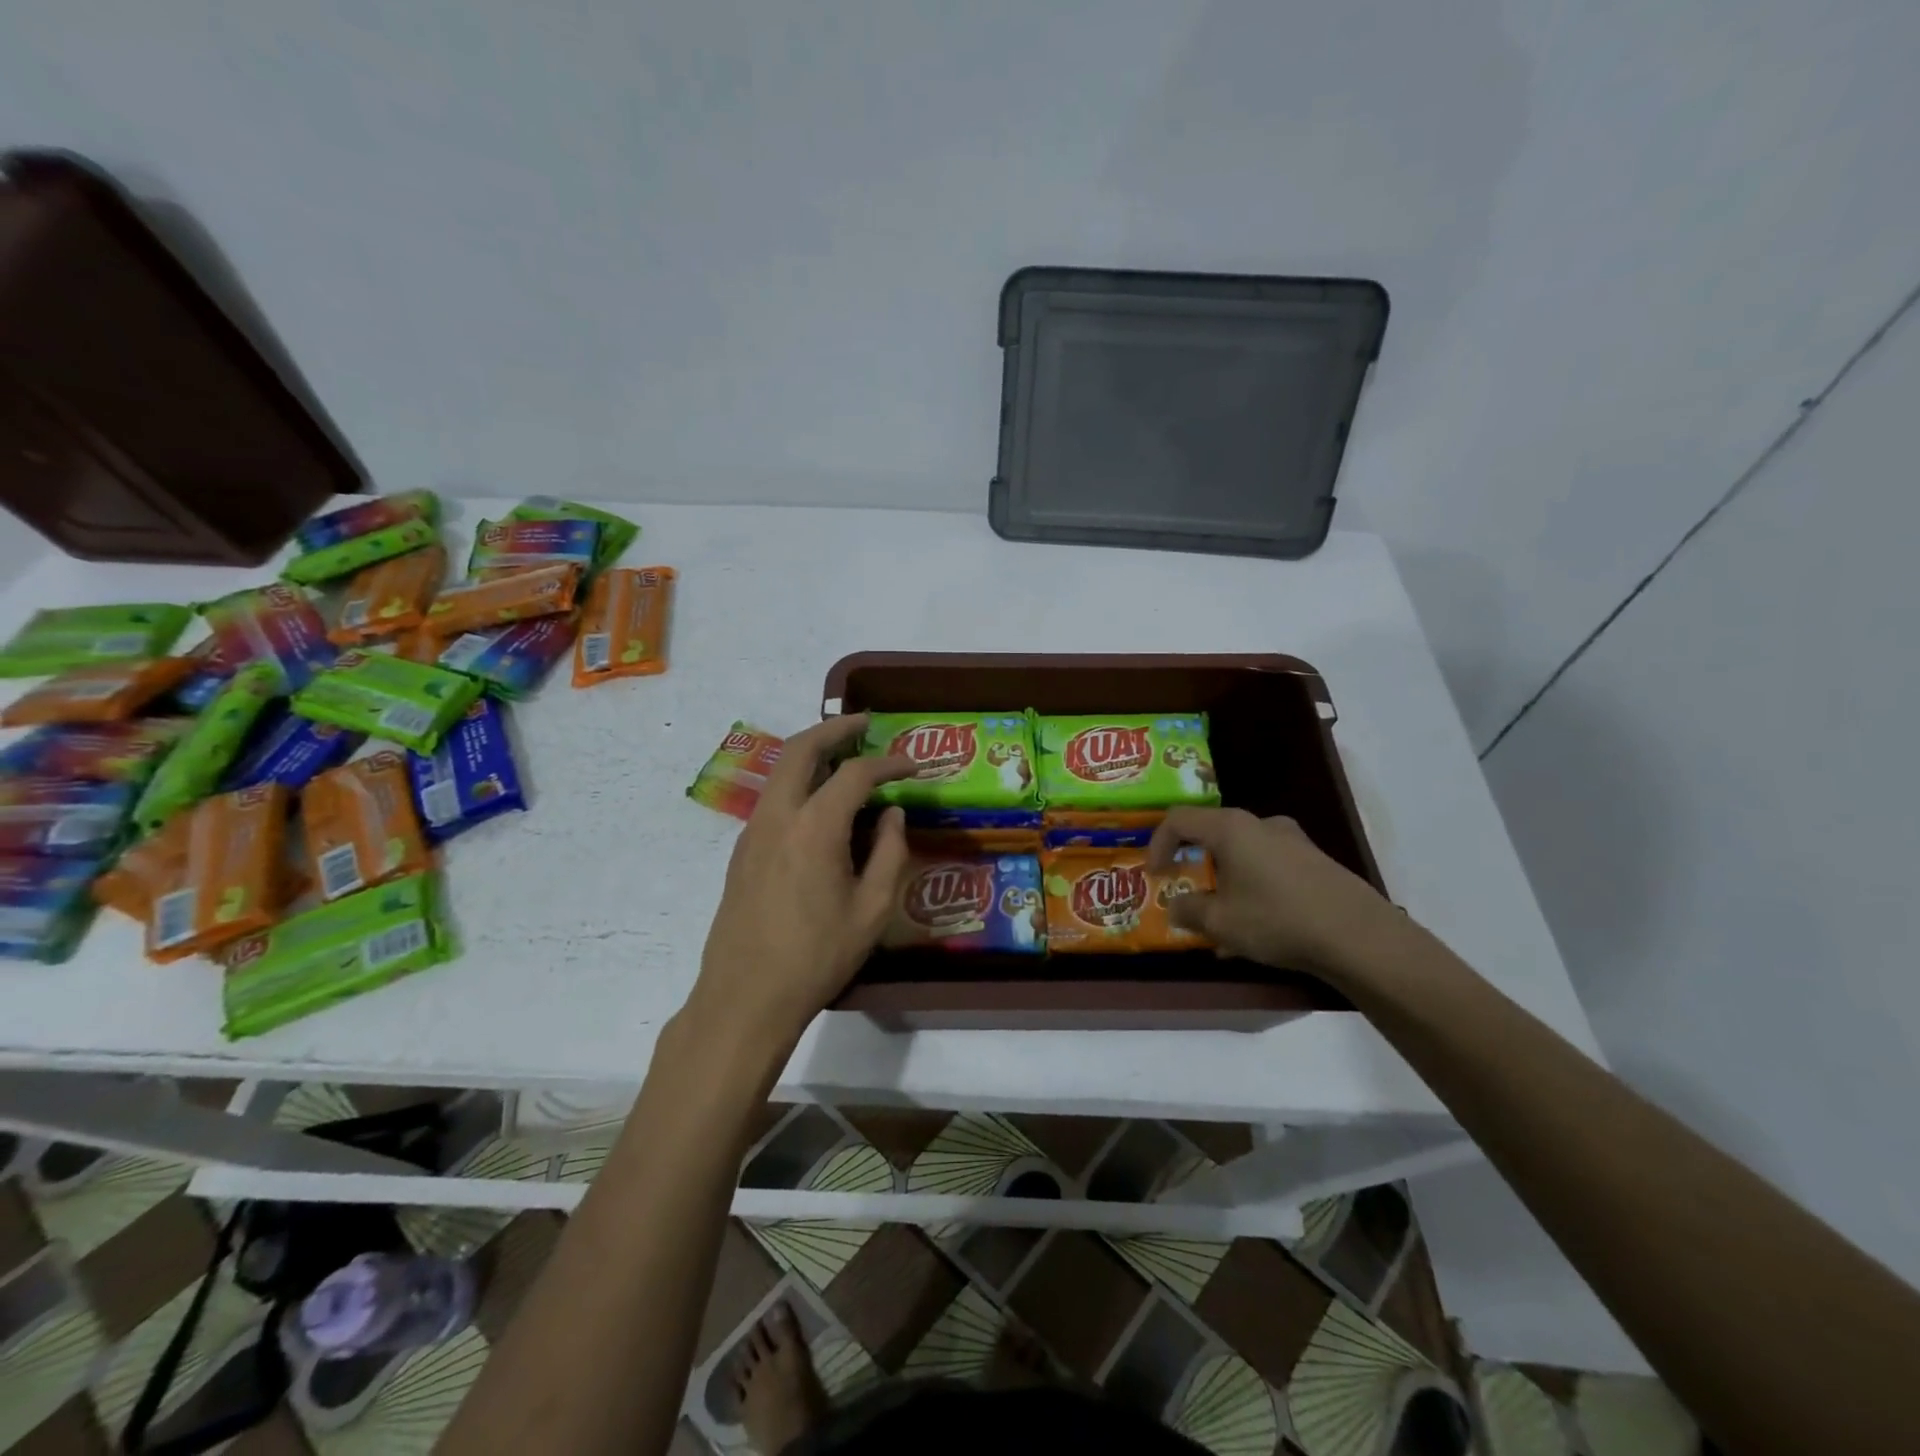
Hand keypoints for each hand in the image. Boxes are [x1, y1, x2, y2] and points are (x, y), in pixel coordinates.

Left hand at [687, 714, 913, 1057]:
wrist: (745, 998)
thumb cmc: (817, 956)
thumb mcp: (872, 909)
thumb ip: (890, 852)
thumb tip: (892, 813)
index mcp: (814, 826)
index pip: (856, 773)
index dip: (889, 763)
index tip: (913, 764)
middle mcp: (778, 815)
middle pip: (801, 749)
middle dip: (834, 729)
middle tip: (864, 724)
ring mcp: (753, 831)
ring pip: (780, 770)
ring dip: (812, 752)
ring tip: (844, 755)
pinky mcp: (742, 851)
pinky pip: (774, 798)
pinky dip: (798, 781)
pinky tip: (820, 803)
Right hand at [1147, 808, 1397, 975]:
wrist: (1359, 936)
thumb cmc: (1276, 919)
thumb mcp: (1220, 922)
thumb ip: (1188, 911)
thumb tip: (1175, 907)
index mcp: (1231, 828)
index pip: (1179, 820)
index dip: (1157, 844)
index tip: (1154, 876)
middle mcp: (1261, 824)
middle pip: (1212, 836)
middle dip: (1194, 867)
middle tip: (1187, 895)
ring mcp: (1293, 841)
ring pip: (1242, 856)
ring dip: (1224, 883)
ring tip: (1221, 924)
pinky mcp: (1315, 861)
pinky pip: (1268, 868)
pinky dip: (1252, 889)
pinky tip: (1257, 929)